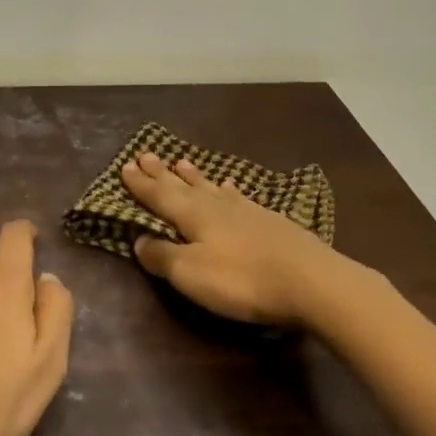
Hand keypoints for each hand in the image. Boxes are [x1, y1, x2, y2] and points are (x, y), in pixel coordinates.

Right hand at [120, 151, 351, 325]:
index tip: (125, 166)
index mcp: (192, 215)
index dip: (141, 184)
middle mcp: (215, 205)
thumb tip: (138, 239)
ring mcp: (245, 209)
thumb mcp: (191, 274)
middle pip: (182, 185)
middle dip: (161, 173)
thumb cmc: (242, 279)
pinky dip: (227, 189)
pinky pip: (237, 196)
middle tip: (146, 155)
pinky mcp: (269, 220)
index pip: (159, 196)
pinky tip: (229, 186)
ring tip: (181, 162)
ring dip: (193, 176)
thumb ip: (163, 256)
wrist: (310, 280)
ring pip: (211, 187)